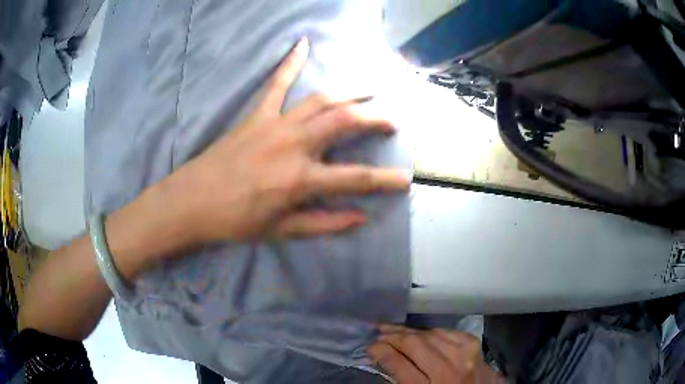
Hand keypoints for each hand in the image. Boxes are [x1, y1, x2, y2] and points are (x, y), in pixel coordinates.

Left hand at [160, 37, 409, 242]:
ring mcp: (275, 125)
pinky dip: (290, 62)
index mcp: (300, 179)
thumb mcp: (282, 231)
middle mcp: (294, 145)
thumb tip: (361, 217)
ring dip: (350, 93)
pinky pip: (276, 83)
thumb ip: (324, 224)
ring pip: (322, 99)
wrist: (192, 202)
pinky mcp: (257, 115)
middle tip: (392, 122)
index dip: (385, 180)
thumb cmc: (235, 221)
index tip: (405, 179)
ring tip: (370, 92)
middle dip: (376, 119)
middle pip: (346, 122)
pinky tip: (302, 43)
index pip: (355, 178)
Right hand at [368, 325, 502, 383]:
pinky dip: (430, 331)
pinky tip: (420, 332)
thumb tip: (383, 357)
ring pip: (428, 334)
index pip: (397, 363)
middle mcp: (446, 370)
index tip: (369, 346)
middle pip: (413, 344)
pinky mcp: (473, 344)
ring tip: (393, 329)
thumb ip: (401, 378)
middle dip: (391, 336)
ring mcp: (463, 354)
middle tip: (377, 332)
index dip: (380, 351)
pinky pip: (445, 331)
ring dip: (408, 331)